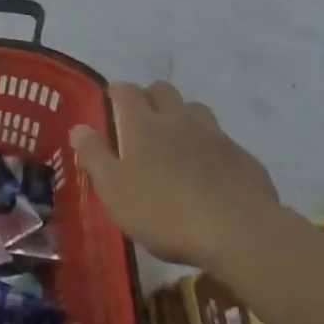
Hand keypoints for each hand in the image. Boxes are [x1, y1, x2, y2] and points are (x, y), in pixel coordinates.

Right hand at [70, 81, 282, 268]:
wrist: (239, 233)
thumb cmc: (165, 211)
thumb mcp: (115, 190)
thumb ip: (94, 156)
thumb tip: (79, 128)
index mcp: (142, 122)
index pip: (126, 90)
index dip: (117, 93)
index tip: (111, 105)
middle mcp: (177, 118)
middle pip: (162, 90)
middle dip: (151, 98)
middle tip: (142, 123)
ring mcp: (215, 135)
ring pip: (195, 110)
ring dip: (183, 119)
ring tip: (178, 145)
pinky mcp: (243, 158)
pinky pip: (222, 142)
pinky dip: (211, 149)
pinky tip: (210, 174)